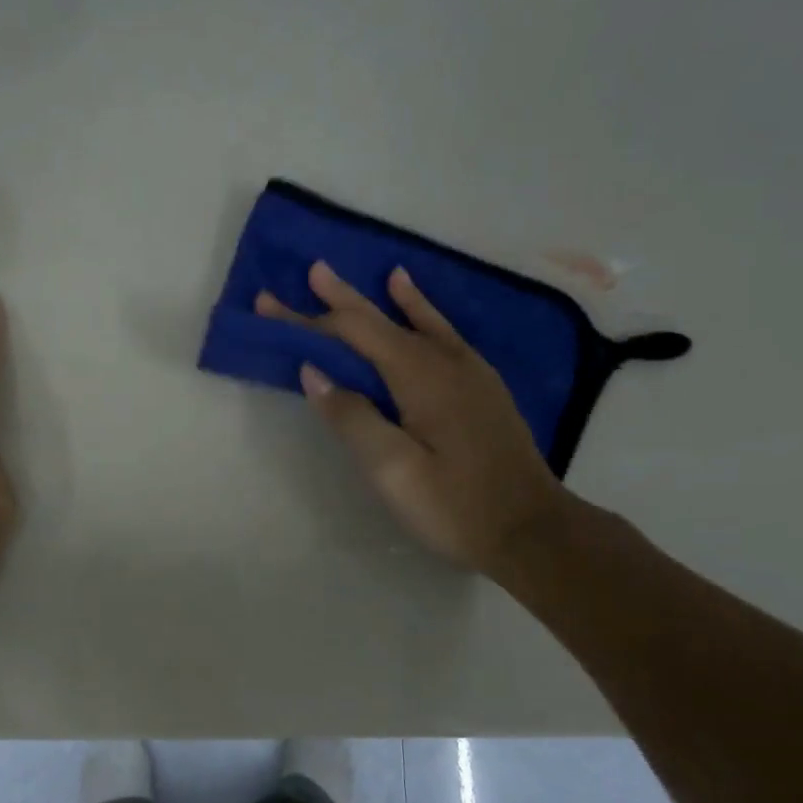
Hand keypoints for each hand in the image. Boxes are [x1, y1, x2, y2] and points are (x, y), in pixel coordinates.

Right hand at [258, 261, 572, 577]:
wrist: (532, 530)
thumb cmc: (455, 507)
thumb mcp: (393, 471)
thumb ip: (352, 417)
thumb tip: (313, 372)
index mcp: (419, 377)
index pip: (353, 334)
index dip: (309, 319)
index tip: (270, 303)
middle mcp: (444, 361)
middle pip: (381, 323)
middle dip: (338, 301)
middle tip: (308, 272)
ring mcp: (468, 370)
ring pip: (410, 322)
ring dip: (374, 300)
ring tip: (348, 278)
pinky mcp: (480, 385)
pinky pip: (441, 332)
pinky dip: (419, 310)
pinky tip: (411, 297)